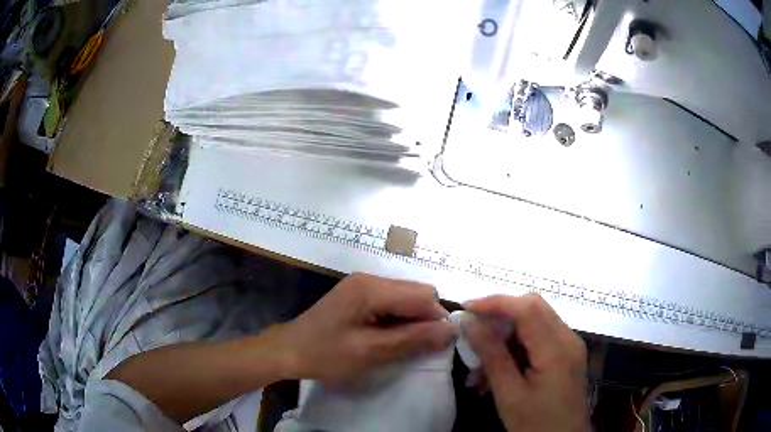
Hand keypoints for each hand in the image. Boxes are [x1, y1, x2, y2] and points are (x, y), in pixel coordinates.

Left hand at [276, 273, 455, 383]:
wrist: (288, 351)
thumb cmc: (325, 354)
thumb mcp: (370, 352)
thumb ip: (412, 339)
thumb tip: (451, 330)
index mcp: (371, 288)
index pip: (423, 295)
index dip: (436, 319)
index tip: (435, 345)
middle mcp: (370, 279)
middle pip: (417, 292)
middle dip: (425, 318)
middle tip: (415, 346)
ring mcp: (363, 285)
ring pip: (406, 296)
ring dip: (412, 319)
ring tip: (401, 344)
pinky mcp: (359, 294)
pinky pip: (392, 301)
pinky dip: (399, 318)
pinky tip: (388, 336)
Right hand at [464, 294, 588, 431]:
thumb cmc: (536, 424)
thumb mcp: (509, 395)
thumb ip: (492, 356)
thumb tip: (469, 323)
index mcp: (557, 349)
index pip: (527, 308)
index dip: (495, 303)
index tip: (466, 309)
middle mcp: (568, 338)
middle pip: (533, 307)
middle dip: (500, 313)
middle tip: (474, 330)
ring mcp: (570, 345)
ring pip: (535, 321)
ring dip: (506, 335)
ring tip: (481, 364)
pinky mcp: (567, 354)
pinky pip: (539, 338)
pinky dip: (516, 346)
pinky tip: (499, 370)